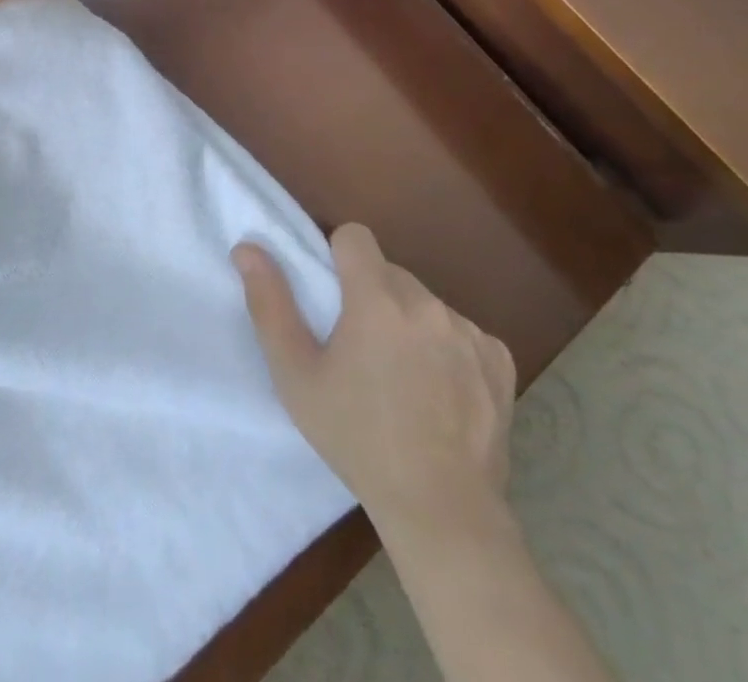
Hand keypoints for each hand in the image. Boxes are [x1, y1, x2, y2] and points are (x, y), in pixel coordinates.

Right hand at [234, 224, 516, 545]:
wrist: (441, 511)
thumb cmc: (356, 437)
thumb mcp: (295, 374)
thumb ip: (269, 304)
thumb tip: (247, 248)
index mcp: (377, 299)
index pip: (355, 236)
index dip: (338, 257)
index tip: (333, 297)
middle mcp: (428, 303)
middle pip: (389, 272)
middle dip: (371, 295)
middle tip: (359, 348)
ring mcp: (470, 332)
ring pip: (425, 303)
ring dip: (409, 322)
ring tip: (401, 376)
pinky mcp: (499, 361)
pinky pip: (462, 331)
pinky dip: (447, 348)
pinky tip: (440, 391)